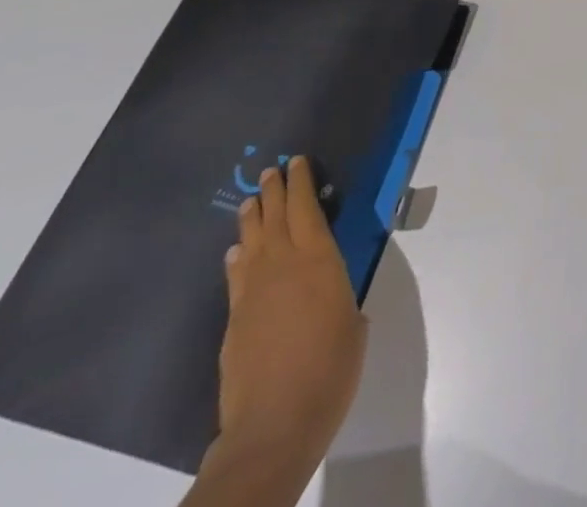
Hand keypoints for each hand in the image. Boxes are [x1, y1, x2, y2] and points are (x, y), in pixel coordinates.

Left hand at [204, 156, 365, 491]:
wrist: (274, 425)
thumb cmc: (330, 369)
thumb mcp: (352, 323)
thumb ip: (340, 298)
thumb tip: (329, 295)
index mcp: (319, 260)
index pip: (307, 209)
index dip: (301, 184)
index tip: (297, 162)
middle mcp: (283, 267)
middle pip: (275, 218)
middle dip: (274, 191)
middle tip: (271, 171)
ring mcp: (253, 294)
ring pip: (251, 242)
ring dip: (252, 219)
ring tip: (250, 202)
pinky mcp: (234, 323)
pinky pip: (237, 277)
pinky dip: (238, 259)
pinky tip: (237, 254)